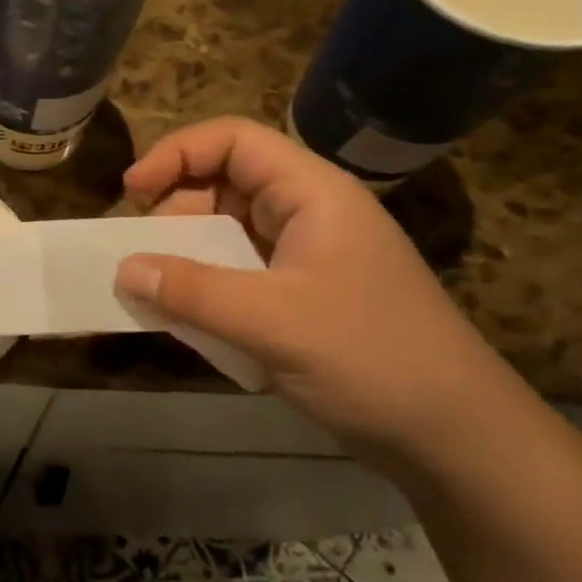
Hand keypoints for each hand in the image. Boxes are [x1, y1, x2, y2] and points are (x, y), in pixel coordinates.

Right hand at [113, 117, 520, 465]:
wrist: (458, 440)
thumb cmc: (371, 359)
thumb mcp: (271, 321)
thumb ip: (191, 291)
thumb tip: (123, 268)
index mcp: (313, 193)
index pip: (234, 141)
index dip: (177, 154)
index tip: (132, 191)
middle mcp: (311, 213)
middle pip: (227, 184)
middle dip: (177, 212)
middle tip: (144, 255)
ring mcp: (310, 256)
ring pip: (231, 232)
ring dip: (190, 255)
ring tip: (161, 291)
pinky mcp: (306, 296)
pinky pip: (242, 272)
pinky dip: (210, 287)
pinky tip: (194, 320)